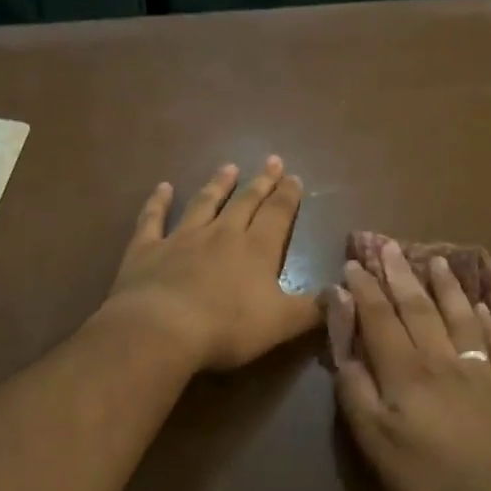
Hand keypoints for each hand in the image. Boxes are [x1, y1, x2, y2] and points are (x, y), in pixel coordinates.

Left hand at [104, 157, 319, 371]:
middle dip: (261, 182)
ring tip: (229, 167)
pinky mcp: (147, 249)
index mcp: (257, 250)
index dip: (288, 196)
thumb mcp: (282, 324)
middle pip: (246, 202)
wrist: (161, 330)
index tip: (295, 177)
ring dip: (218, 185)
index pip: (278, 215)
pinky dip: (158, 202)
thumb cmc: (227, 328)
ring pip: (204, 203)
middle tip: (272, 161)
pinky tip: (162, 188)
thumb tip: (343, 293)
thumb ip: (315, 309)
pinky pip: (153, 219)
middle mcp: (222, 234)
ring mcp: (182, 238)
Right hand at [333, 242, 490, 490]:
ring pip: (459, 317)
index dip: (364, 290)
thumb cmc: (430, 477)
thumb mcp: (375, 442)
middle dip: (400, 276)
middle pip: (418, 308)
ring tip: (437, 261)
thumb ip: (356, 390)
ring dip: (446, 288)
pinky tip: (484, 308)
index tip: (353, 265)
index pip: (379, 319)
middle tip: (389, 247)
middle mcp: (442, 359)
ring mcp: (480, 369)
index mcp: (405, 372)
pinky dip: (489, 322)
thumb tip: (342, 344)